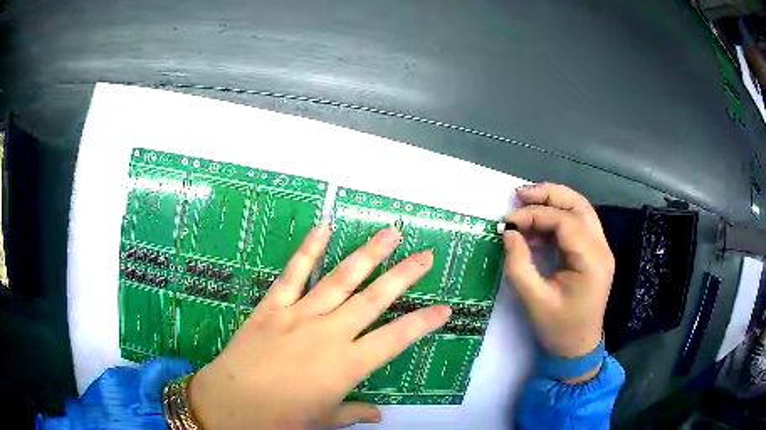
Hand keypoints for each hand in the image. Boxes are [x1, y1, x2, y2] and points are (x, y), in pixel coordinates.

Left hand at [187, 225, 450, 428]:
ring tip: (389, 233)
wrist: (231, 404)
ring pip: (341, 279)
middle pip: (375, 299)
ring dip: (367, 254)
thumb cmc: (282, 418)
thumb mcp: (325, 421)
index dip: (423, 323)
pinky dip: (309, 250)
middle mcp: (330, 333)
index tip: (444, 308)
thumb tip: (379, 415)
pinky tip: (323, 228)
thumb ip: (354, 413)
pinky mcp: (273, 306)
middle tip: (425, 255)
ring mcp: (300, 315)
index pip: (397, 339)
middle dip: (404, 276)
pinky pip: (293, 274)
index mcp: (348, 364)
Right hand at [503, 183, 613, 377]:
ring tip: (525, 202)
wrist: (577, 347)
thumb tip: (509, 232)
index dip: (535, 215)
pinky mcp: (594, 252)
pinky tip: (537, 224)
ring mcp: (600, 248)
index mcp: (591, 261)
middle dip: (548, 194)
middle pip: (578, 205)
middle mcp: (601, 248)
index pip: (565, 222)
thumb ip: (519, 264)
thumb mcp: (534, 300)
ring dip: (553, 201)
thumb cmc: (558, 328)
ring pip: (580, 209)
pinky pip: (577, 224)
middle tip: (518, 195)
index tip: (508, 221)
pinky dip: (557, 217)